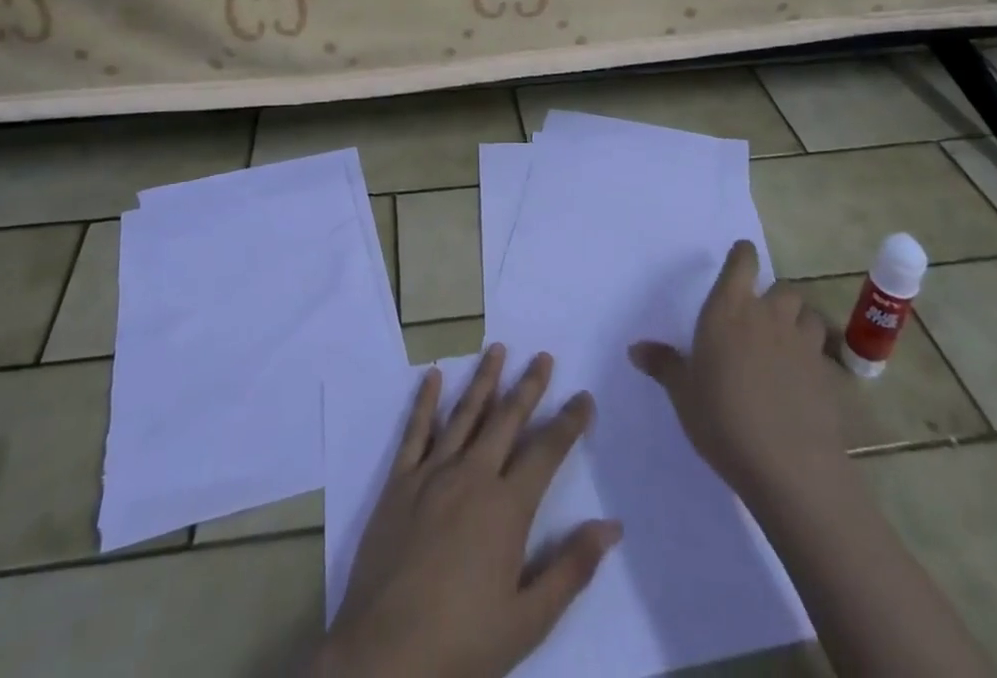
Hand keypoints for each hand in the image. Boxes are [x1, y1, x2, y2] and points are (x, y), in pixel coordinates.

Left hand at [316, 345, 622, 677]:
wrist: (385, 655)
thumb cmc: (463, 643)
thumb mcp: (528, 619)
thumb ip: (570, 568)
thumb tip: (611, 527)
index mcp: (507, 507)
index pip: (547, 452)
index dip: (568, 423)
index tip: (584, 397)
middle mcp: (472, 475)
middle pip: (506, 419)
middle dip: (528, 386)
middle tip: (543, 356)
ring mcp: (432, 473)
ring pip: (464, 413)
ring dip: (483, 380)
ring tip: (497, 349)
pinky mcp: (399, 482)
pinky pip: (415, 431)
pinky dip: (425, 401)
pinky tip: (433, 375)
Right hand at [629, 239, 843, 500]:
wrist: (789, 466)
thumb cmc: (723, 419)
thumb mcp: (683, 393)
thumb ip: (663, 365)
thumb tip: (635, 349)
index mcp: (728, 310)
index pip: (742, 264)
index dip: (744, 255)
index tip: (743, 254)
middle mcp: (768, 316)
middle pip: (782, 288)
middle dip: (774, 297)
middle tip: (762, 315)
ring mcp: (802, 344)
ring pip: (808, 315)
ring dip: (799, 322)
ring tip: (788, 341)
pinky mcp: (828, 375)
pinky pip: (823, 354)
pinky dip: (815, 358)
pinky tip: (805, 380)